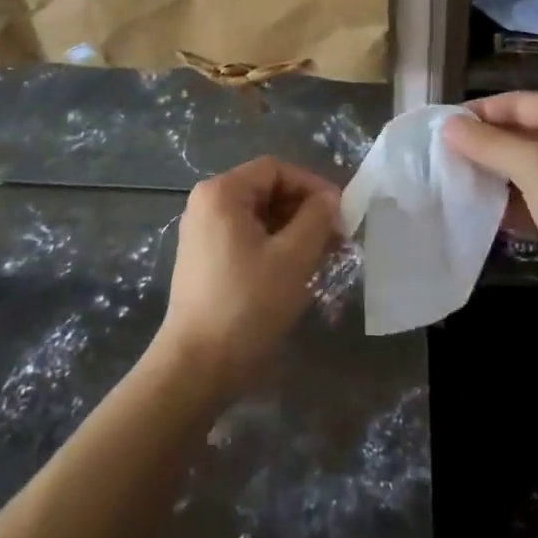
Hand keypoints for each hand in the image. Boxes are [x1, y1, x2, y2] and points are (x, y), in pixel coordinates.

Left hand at [154, 157, 341, 398]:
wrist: (196, 367)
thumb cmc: (247, 305)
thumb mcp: (293, 258)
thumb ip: (316, 219)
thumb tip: (330, 199)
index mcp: (221, 193)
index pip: (275, 170)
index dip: (312, 185)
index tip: (340, 212)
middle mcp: (206, 204)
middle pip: (266, 190)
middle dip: (304, 210)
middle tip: (337, 237)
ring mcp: (202, 232)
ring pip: (258, 216)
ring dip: (293, 230)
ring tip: (323, 256)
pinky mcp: (204, 259)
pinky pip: (246, 238)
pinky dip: (274, 246)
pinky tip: (297, 270)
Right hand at [445, 92, 537, 328]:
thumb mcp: (535, 168)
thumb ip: (489, 144)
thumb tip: (449, 126)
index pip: (517, 102)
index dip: (478, 113)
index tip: (440, 129)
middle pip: (521, 132)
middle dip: (484, 145)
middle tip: (441, 157)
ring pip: (526, 167)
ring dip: (494, 175)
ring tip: (453, 183)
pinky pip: (536, 196)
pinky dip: (512, 202)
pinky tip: (482, 214)